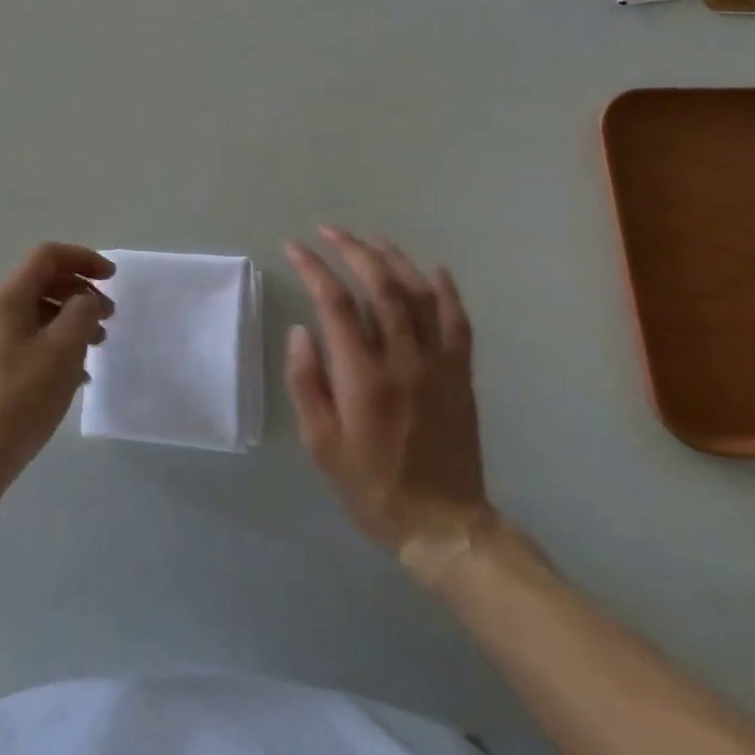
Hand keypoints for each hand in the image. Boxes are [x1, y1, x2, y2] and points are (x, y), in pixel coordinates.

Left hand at [0, 242, 115, 484]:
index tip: (113, 278)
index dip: (84, 259)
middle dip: (80, 292)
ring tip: (97, 345)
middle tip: (110, 316)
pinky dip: (54, 343)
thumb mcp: (63, 350)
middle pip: (42, 282)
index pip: (47, 256)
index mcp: (6, 296)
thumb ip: (81, 312)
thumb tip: (84, 299)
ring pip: (36, 312)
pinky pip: (26, 337)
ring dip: (70, 320)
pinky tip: (76, 373)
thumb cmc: (21, 397)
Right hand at [284, 227, 493, 586]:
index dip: (312, 268)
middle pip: (379, 286)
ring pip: (419, 293)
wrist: (443, 524)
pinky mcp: (460, 373)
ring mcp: (437, 363)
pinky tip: (433, 269)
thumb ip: (306, 383)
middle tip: (328, 231)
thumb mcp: (321, 444)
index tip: (293, 247)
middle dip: (351, 250)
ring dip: (393, 259)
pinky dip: (446, 290)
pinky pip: (458, 321)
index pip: (333, 303)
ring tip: (370, 239)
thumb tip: (301, 330)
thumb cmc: (371, 485)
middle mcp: (403, 359)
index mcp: (363, 376)